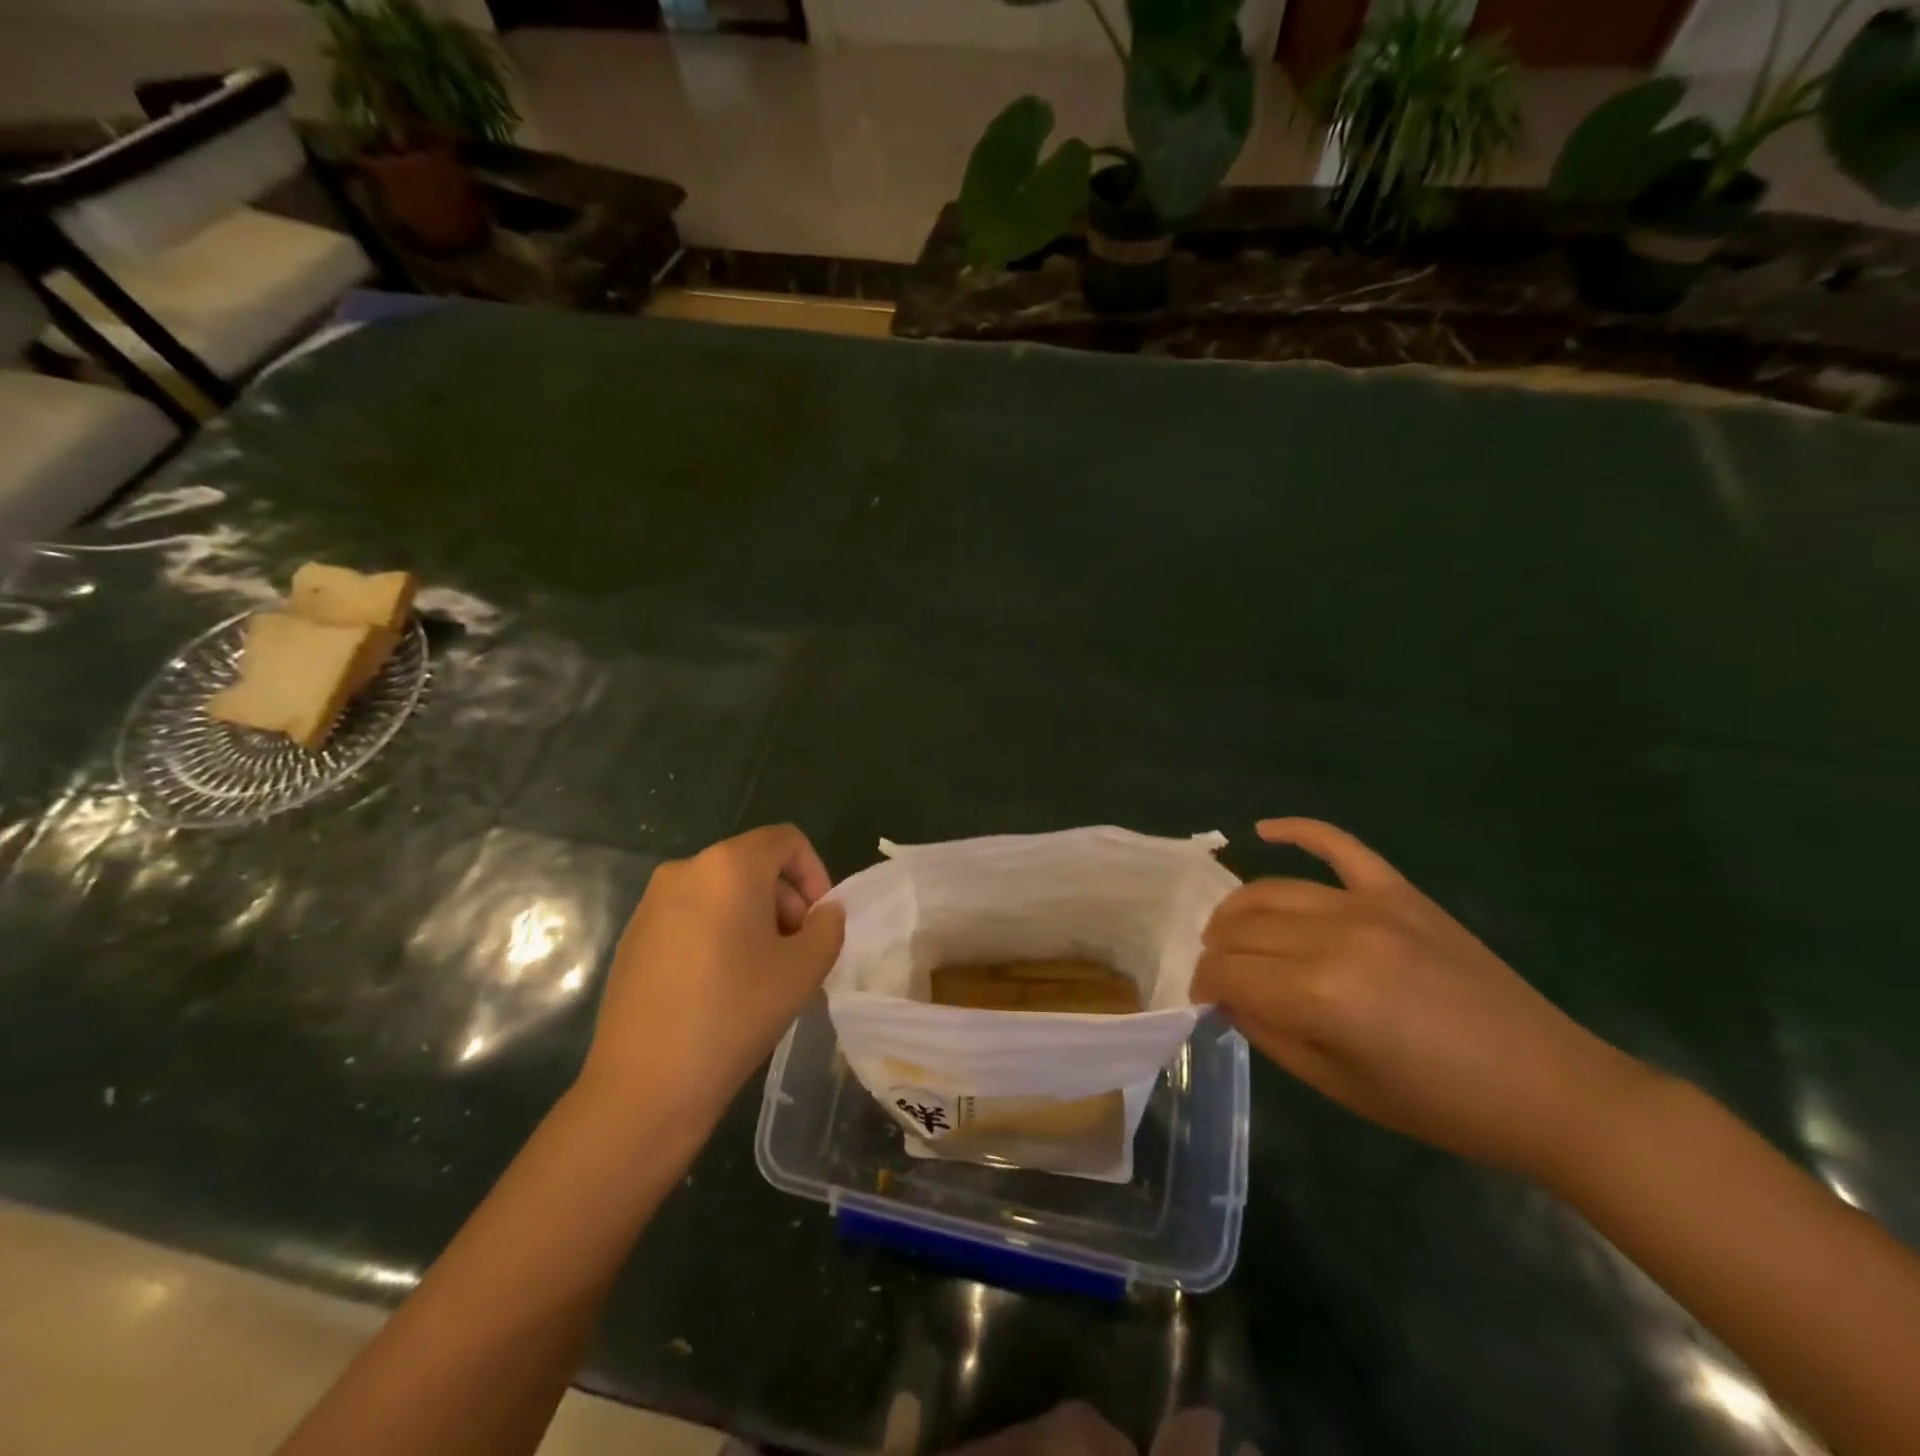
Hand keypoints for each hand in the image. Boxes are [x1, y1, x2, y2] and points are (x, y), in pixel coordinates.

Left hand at [578, 825, 844, 1122]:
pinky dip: (720, 933)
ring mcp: (653, 903)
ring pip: (723, 892)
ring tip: (764, 973)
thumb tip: (824, 912)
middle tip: (797, 953)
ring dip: (755, 919)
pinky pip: (693, 916)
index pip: (786, 840)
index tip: (820, 921)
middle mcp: (686, 870)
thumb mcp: (805, 970)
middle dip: (786, 900)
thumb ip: (828, 927)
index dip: (815, 873)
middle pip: (753, 865)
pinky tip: (723, 986)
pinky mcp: (634, 936)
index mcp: (729, 866)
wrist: (645, 1084)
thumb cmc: (735, 1014)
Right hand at [1195, 818, 1645, 1179]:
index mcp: (1319, 996)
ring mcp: (1369, 906)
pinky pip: (1339, 845)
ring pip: (1273, 890)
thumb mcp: (1337, 1087)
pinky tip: (1263, 829)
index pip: (1227, 973)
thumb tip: (1227, 997)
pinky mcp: (1399, 892)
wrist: (1549, 1089)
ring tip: (1231, 933)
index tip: (1205, 1002)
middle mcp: (1334, 938)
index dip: (1205, 986)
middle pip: (1242, 928)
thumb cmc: (1438, 1105)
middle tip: (1223, 975)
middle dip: (1217, 952)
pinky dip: (1298, 831)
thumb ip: (1268, 1034)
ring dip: (1237, 910)